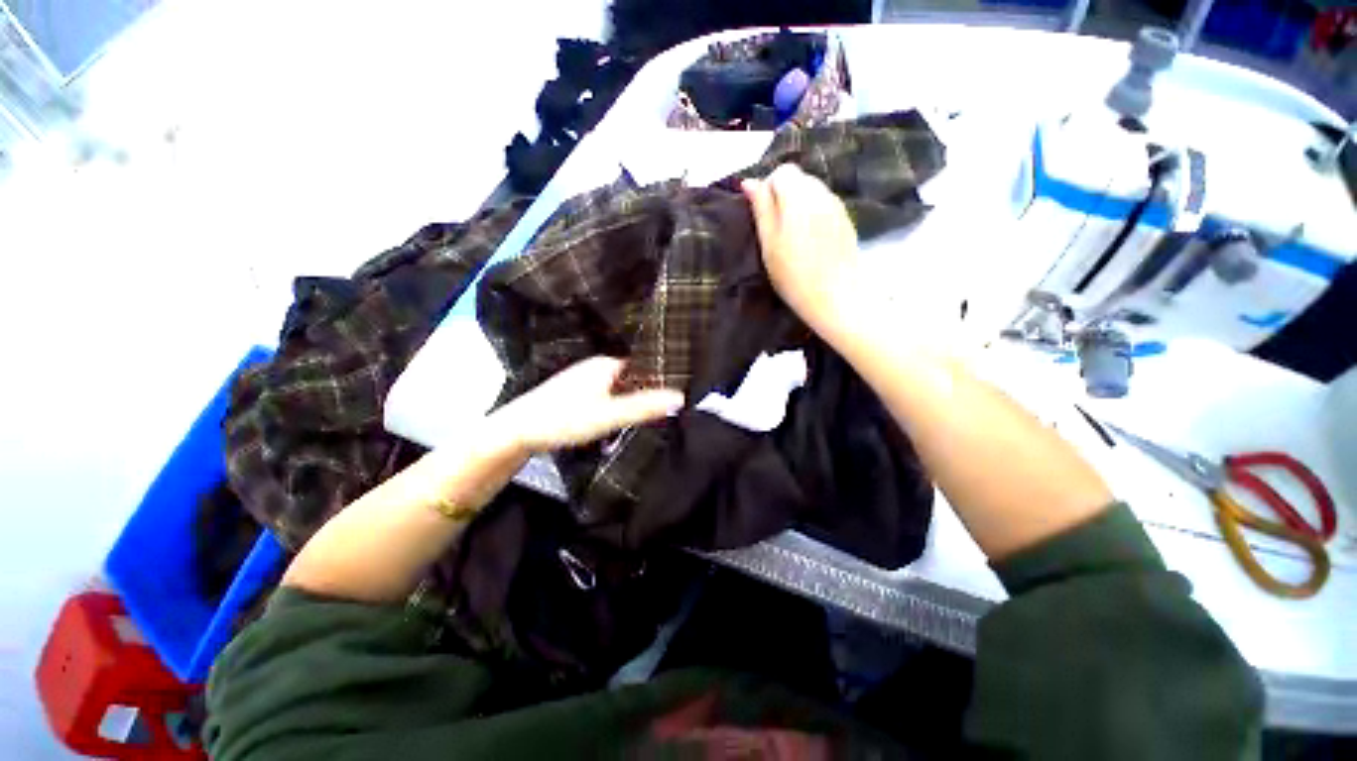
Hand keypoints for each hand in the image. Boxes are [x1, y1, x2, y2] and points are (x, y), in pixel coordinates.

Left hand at [493, 357, 684, 453]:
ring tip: (651, 415)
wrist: (515, 432)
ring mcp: (584, 379)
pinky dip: (617, 404)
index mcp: (607, 364)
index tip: (680, 393)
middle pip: (633, 376)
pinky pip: (606, 395)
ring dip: (632, 399)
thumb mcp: (609, 416)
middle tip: (669, 409)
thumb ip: (643, 407)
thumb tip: (680, 397)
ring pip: (619, 387)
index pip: (645, 365)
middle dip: (648, 391)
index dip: (662, 378)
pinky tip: (620, 419)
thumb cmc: (564, 419)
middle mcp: (596, 366)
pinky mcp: (574, 393)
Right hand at [742, 164, 861, 337]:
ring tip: (794, 237)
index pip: (783, 171)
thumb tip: (749, 181)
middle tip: (776, 230)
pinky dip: (815, 215)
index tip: (764, 216)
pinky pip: (826, 206)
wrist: (836, 298)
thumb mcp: (769, 244)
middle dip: (785, 195)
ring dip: (800, 205)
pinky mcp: (847, 221)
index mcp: (799, 197)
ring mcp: (838, 206)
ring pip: (814, 192)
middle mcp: (821, 194)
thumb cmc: (793, 275)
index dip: (769, 188)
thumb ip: (761, 209)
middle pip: (800, 178)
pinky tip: (811, 242)